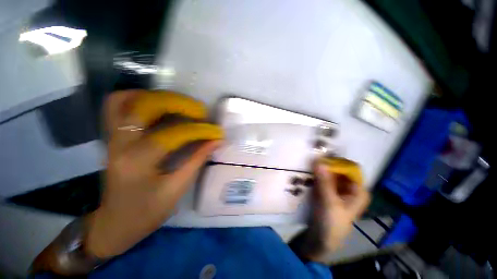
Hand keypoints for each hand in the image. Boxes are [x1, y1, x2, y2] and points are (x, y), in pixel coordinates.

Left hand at [85, 91, 220, 257]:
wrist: (115, 223)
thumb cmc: (147, 212)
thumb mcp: (177, 189)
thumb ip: (197, 160)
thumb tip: (216, 141)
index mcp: (137, 161)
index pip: (174, 134)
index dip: (199, 131)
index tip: (216, 132)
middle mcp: (120, 143)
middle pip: (146, 106)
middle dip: (178, 103)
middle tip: (199, 110)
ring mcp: (112, 138)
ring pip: (126, 100)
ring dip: (157, 96)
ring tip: (181, 104)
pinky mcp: (112, 138)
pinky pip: (117, 107)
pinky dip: (139, 99)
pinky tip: (158, 106)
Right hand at [290, 162, 369, 262]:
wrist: (321, 239)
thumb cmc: (331, 223)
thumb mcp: (329, 202)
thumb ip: (324, 182)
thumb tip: (318, 161)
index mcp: (358, 190)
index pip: (349, 168)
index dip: (336, 160)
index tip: (321, 155)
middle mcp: (349, 188)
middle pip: (339, 170)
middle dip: (326, 164)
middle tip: (312, 157)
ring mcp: (338, 189)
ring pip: (330, 174)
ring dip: (320, 169)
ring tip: (308, 162)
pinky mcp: (328, 192)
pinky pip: (323, 179)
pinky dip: (316, 175)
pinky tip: (308, 171)